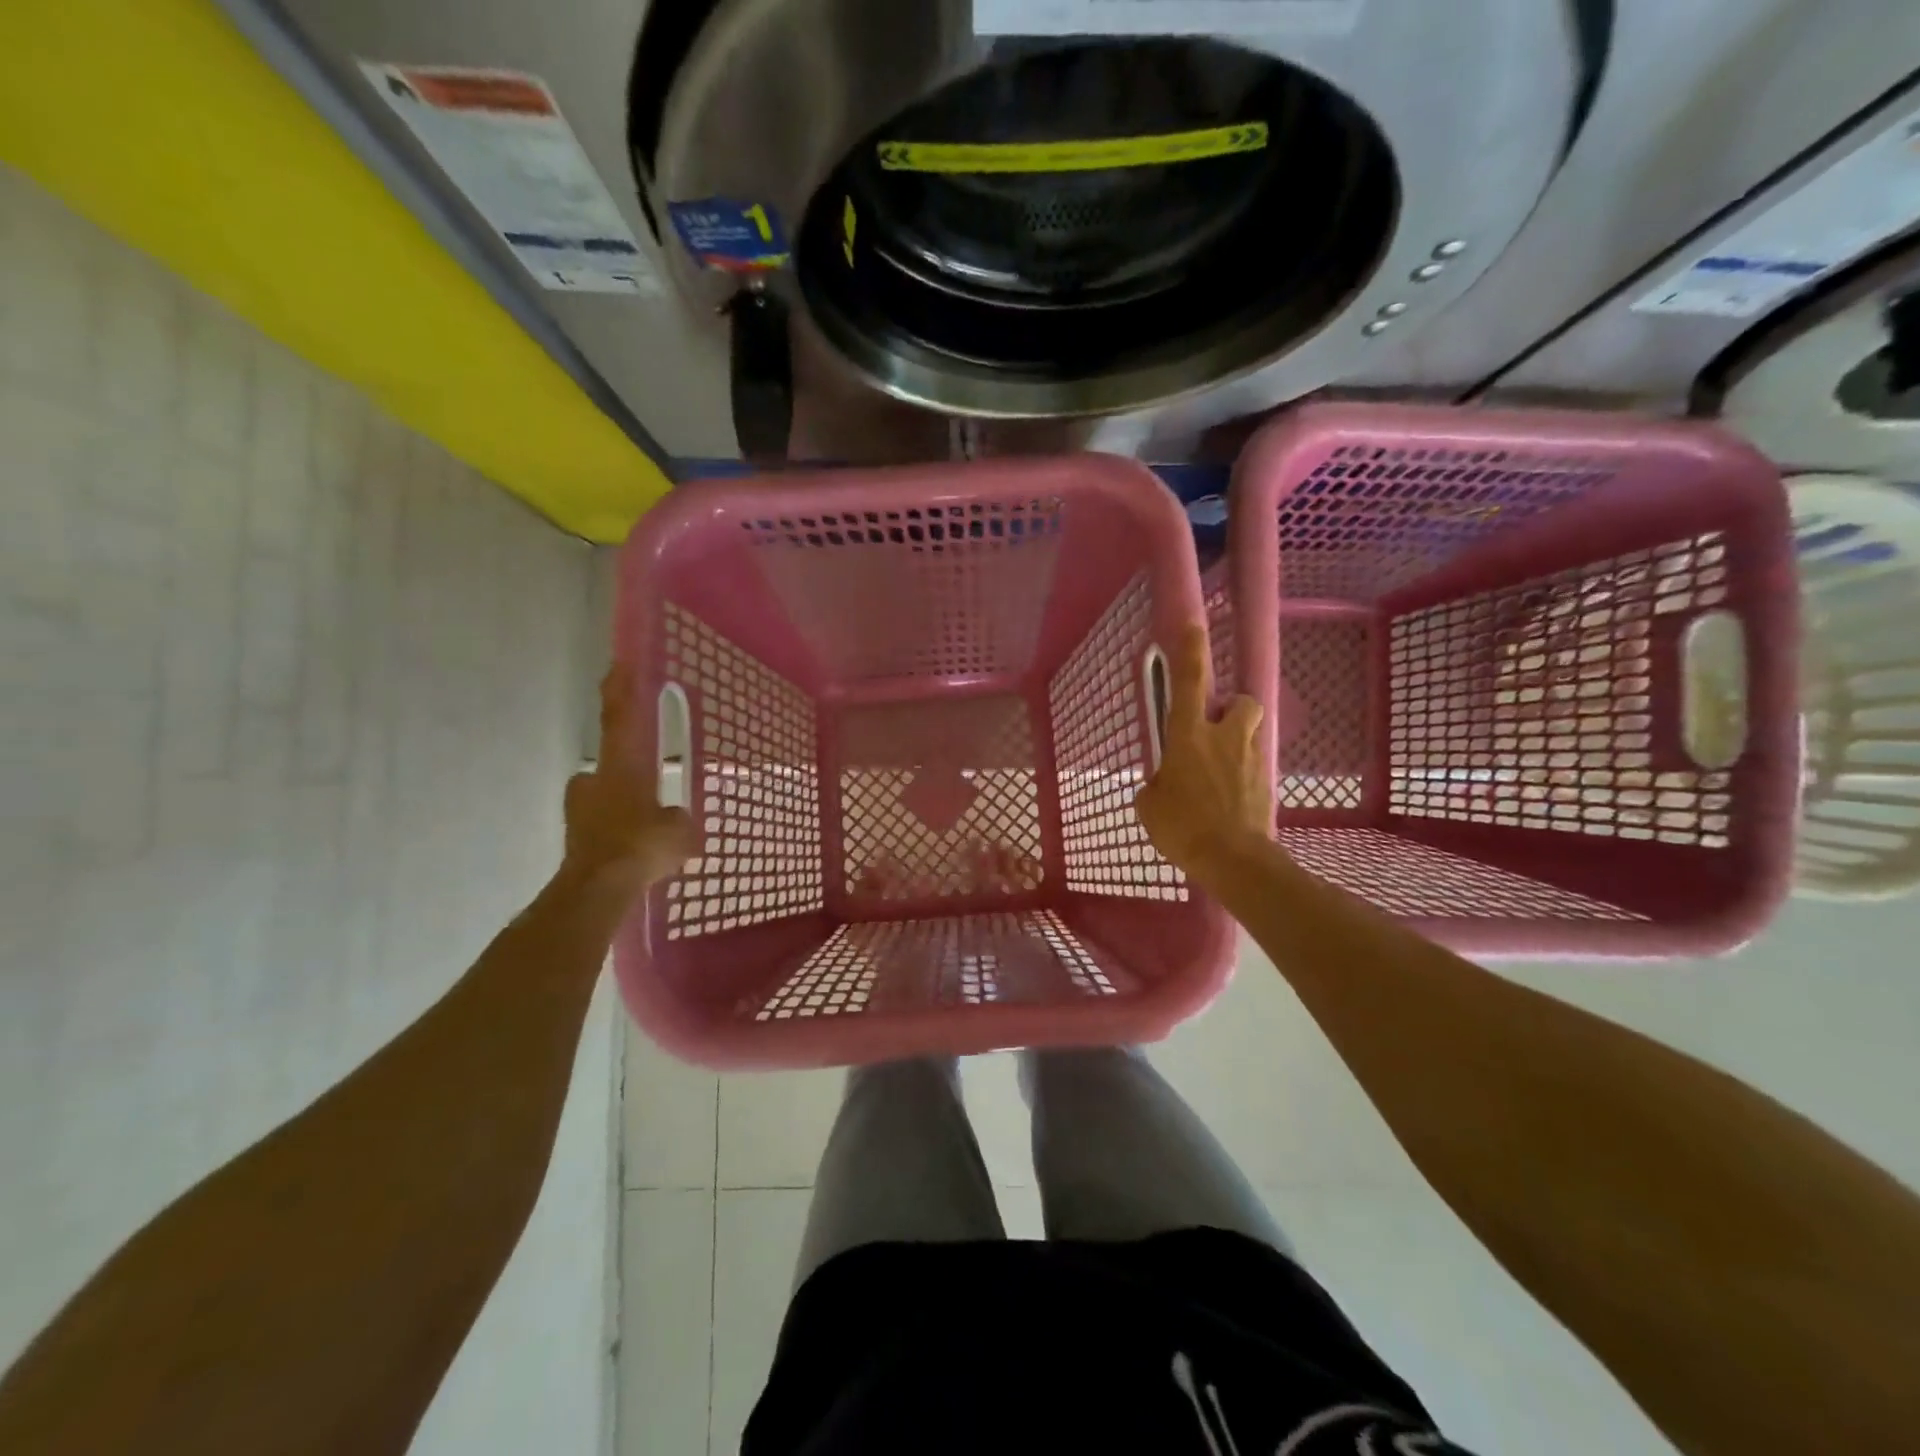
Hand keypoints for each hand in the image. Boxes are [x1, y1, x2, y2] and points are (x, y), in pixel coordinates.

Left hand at [562, 664, 696, 896]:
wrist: (598, 888)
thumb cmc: (641, 845)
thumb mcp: (678, 830)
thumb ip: (678, 818)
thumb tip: (675, 819)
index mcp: (622, 767)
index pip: (620, 719)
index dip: (620, 691)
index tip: (618, 665)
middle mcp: (595, 780)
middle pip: (609, 762)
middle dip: (626, 768)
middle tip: (648, 781)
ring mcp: (580, 809)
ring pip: (603, 795)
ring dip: (621, 802)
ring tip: (646, 824)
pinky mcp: (575, 837)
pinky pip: (602, 824)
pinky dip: (616, 830)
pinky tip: (635, 849)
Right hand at [1134, 623, 1272, 880]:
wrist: (1233, 860)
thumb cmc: (1182, 826)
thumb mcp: (1150, 805)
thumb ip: (1155, 784)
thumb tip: (1161, 784)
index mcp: (1189, 735)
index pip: (1191, 680)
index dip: (1191, 649)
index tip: (1193, 623)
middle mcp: (1225, 737)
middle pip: (1241, 702)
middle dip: (1231, 708)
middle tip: (1214, 729)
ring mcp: (1251, 759)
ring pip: (1251, 733)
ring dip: (1237, 742)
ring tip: (1220, 771)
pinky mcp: (1267, 783)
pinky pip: (1254, 767)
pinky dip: (1242, 775)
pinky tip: (1229, 801)